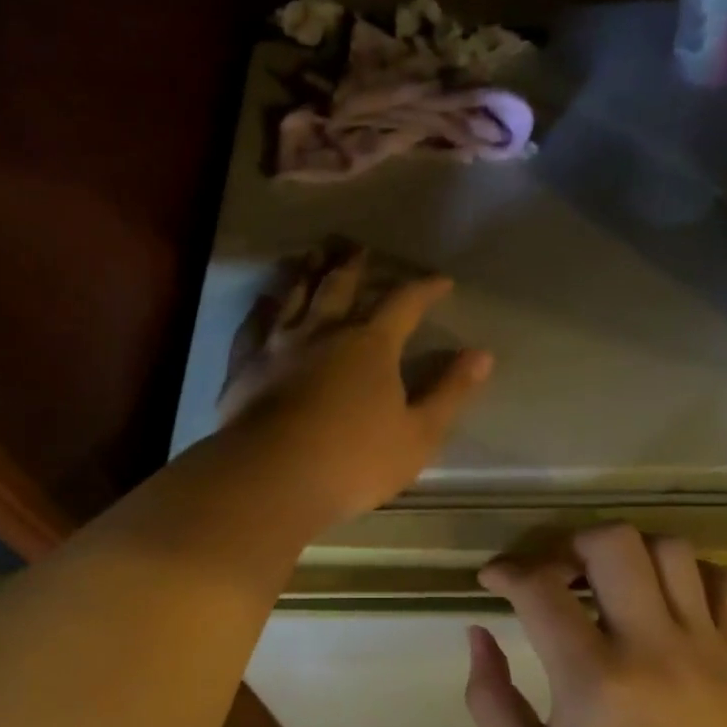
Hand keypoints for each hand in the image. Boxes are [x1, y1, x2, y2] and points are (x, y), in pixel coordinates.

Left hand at [219, 242, 491, 526]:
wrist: (271, 478)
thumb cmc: (354, 461)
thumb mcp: (419, 435)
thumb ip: (450, 392)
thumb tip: (482, 355)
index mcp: (370, 344)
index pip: (403, 303)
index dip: (424, 289)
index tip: (440, 281)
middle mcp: (323, 331)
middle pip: (340, 285)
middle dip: (353, 265)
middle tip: (357, 247)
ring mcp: (278, 345)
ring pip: (294, 294)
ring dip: (306, 272)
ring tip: (312, 255)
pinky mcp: (245, 365)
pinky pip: (254, 324)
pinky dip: (262, 307)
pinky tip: (263, 301)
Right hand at [465, 525, 726, 726]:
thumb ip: (489, 700)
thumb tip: (479, 633)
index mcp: (592, 681)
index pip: (540, 588)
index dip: (507, 571)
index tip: (493, 580)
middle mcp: (650, 647)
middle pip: (613, 543)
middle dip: (571, 544)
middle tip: (557, 576)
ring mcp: (703, 647)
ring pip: (670, 549)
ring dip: (628, 553)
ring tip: (609, 584)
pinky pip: (724, 581)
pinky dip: (690, 574)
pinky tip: (665, 600)